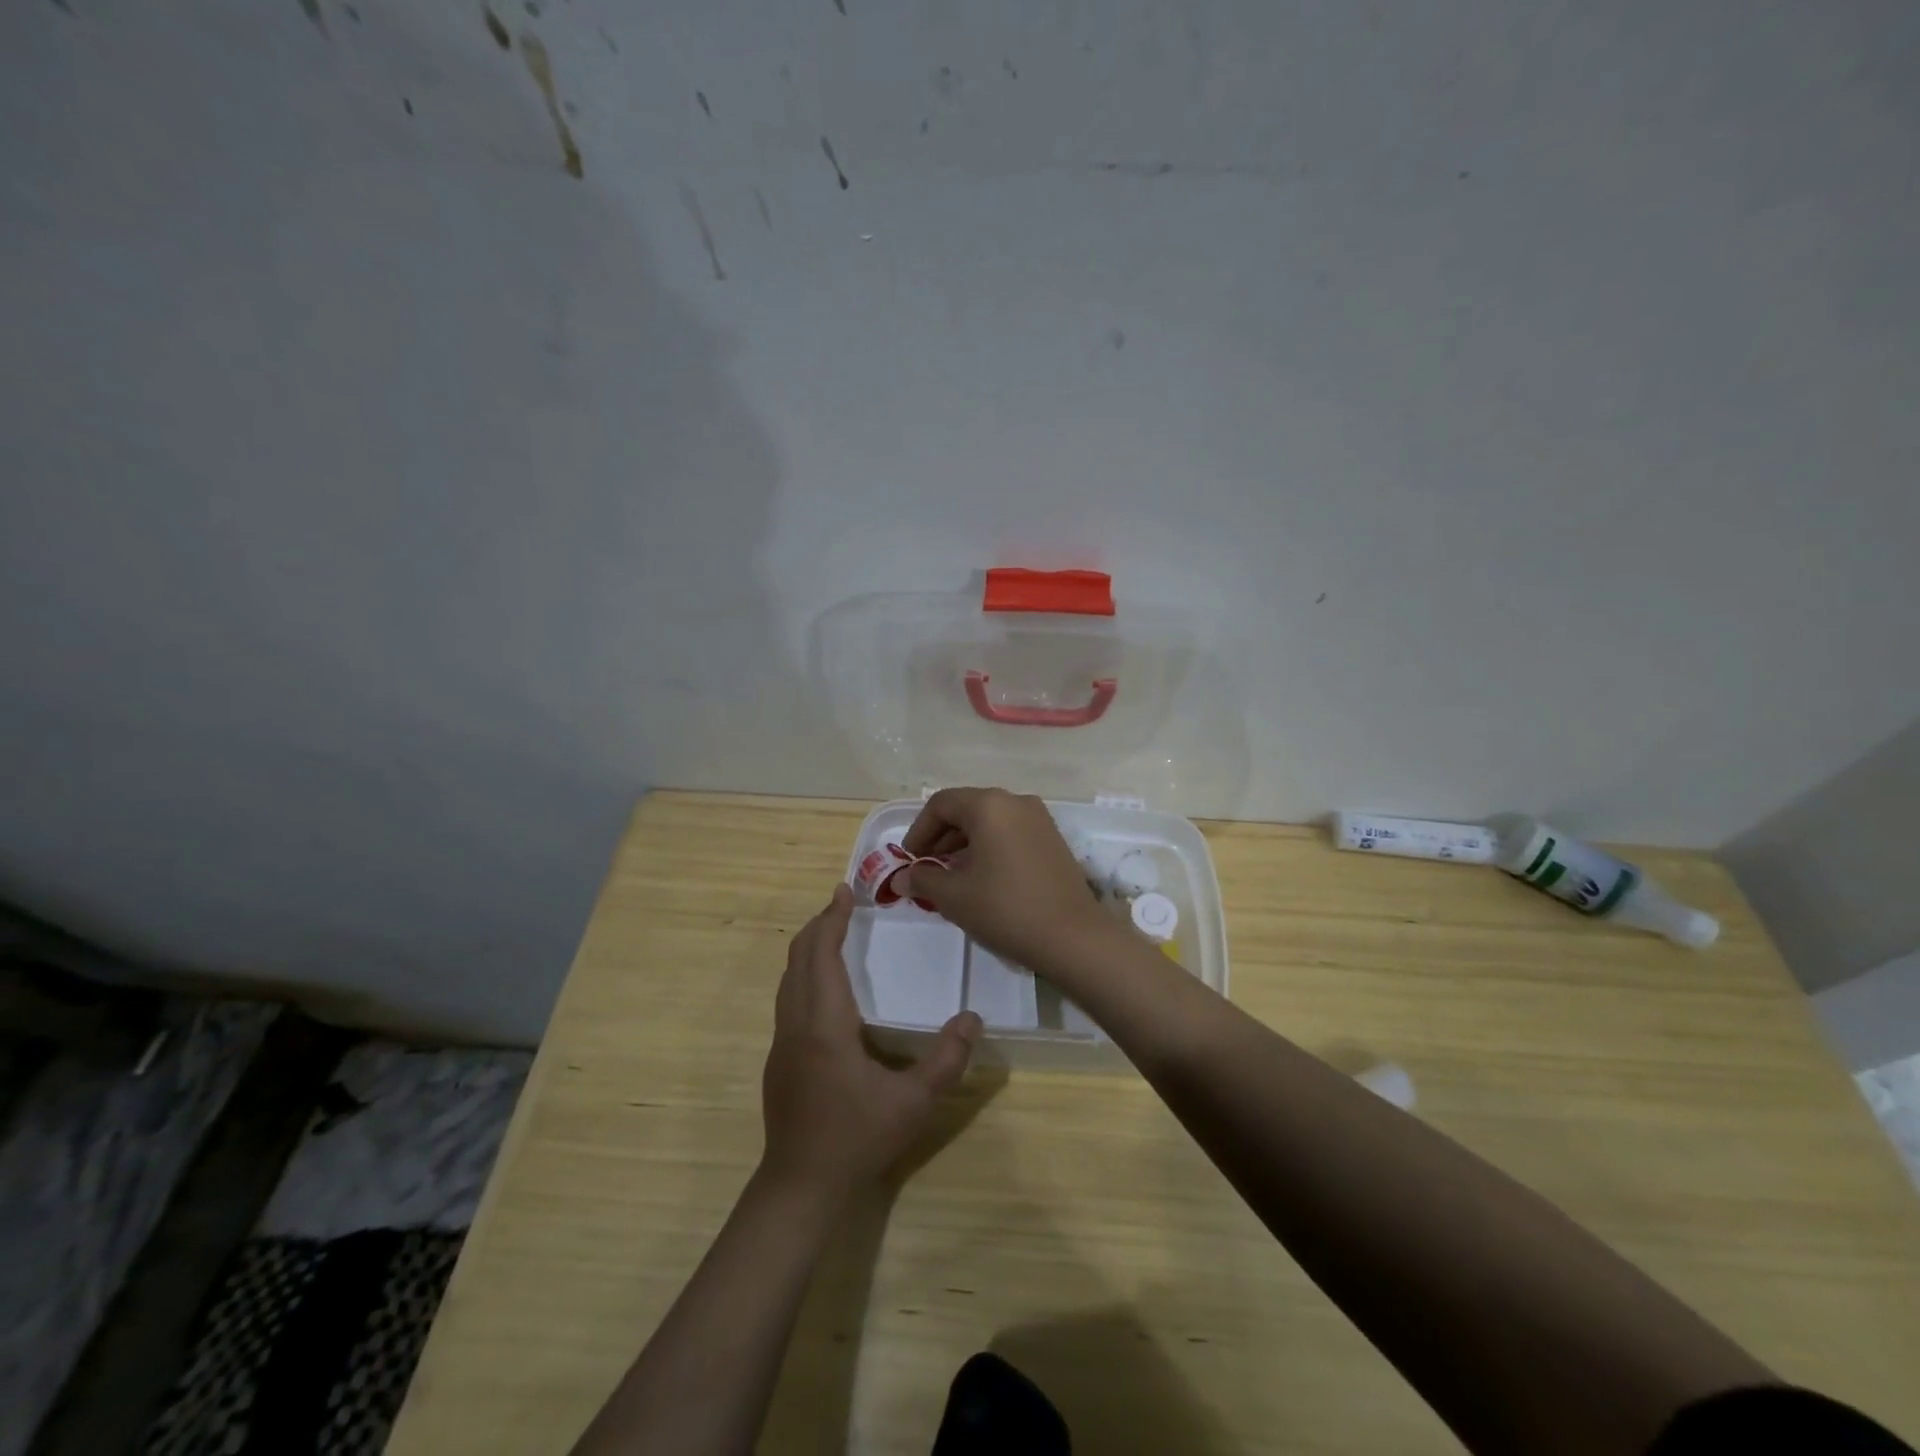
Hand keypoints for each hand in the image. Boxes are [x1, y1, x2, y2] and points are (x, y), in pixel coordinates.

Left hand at [761, 884, 981, 1199]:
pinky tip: (824, 988)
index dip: (832, 920)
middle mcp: (796, 1024)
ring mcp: (781, 1042)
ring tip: (832, 934)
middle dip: (819, 926)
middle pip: (799, 959)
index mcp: (824, 1024)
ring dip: (808, 950)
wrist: (800, 1186)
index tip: (844, 892)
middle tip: (842, 903)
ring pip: (788, 980)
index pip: (822, 955)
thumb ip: (946, 1060)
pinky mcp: (779, 1060)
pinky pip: (788, 999)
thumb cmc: (857, 1138)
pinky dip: (804, 974)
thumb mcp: (913, 1103)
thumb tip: (973, 1018)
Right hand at [900, 787, 1121, 976]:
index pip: (941, 804)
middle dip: (941, 837)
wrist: (1073, 937)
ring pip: (990, 821)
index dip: (918, 830)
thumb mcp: (954, 896)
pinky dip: (989, 847)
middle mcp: (1016, 802)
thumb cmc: (1006, 909)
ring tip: (952, 876)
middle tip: (927, 869)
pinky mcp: (1053, 839)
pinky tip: (983, 878)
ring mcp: (1039, 819)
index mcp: (989, 805)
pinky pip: (1010, 832)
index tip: (909, 860)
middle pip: (966, 808)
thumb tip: (902, 877)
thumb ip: (923, 879)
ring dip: (964, 843)